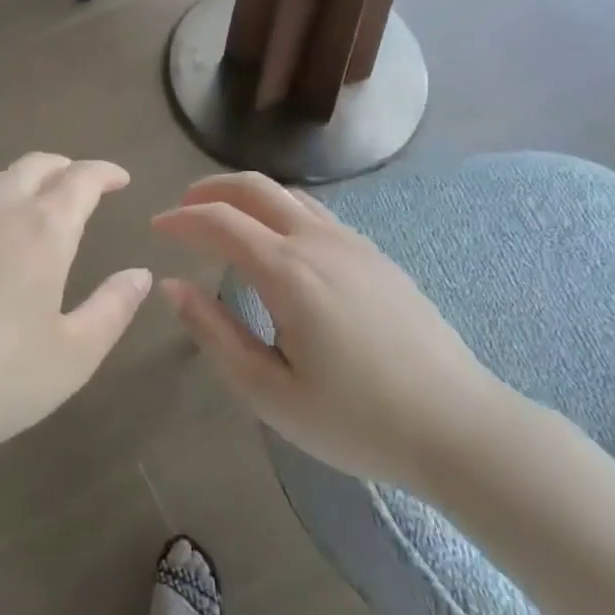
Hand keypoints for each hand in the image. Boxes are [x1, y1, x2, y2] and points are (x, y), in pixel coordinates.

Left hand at [0, 154, 153, 477]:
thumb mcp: (74, 355)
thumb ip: (113, 307)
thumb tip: (140, 274)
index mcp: (43, 229)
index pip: (81, 180)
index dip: (104, 173)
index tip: (119, 179)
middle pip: (34, 166)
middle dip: (63, 168)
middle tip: (78, 184)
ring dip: (18, 182)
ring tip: (27, 203)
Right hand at [152, 172, 509, 492]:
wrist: (460, 427)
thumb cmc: (357, 420)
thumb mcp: (270, 393)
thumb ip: (215, 333)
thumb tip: (174, 288)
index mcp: (288, 271)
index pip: (219, 222)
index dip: (181, 219)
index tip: (155, 228)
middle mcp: (318, 241)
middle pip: (254, 187)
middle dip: (209, 189)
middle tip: (182, 209)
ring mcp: (353, 243)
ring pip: (287, 194)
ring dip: (245, 195)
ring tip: (222, 218)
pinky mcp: (376, 255)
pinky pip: (315, 211)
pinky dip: (278, 209)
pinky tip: (276, 241)